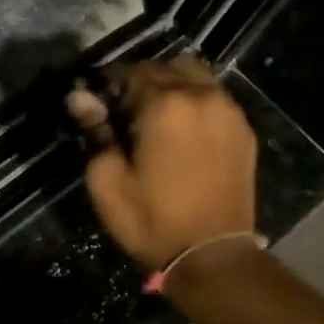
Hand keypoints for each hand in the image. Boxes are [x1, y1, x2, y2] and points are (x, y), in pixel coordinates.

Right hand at [66, 54, 259, 269]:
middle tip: (124, 115)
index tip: (98, 108)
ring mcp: (229, 111)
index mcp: (165, 104)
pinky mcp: (244, 130)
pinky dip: (195, 103)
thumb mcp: (107, 180)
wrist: (211, 255)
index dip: (108, 88)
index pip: (129, 73)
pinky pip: (215, 98)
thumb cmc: (150, 219)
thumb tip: (79, 97)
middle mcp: (201, 96)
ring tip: (156, 120)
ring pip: (194, 77)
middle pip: (164, 68)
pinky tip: (183, 132)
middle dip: (140, 84)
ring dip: (171, 88)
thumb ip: (95, 130)